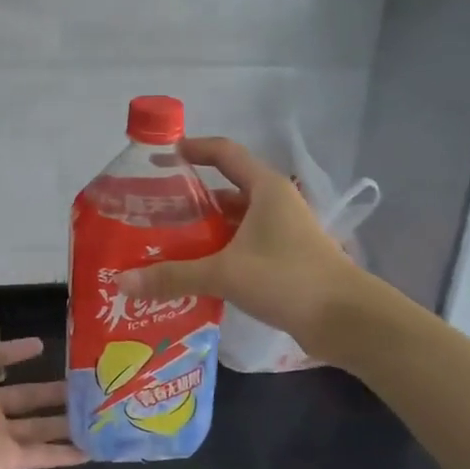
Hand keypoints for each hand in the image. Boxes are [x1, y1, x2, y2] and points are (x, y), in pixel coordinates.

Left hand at [0, 297, 84, 468]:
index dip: (15, 351)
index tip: (41, 345)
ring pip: (37, 425)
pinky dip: (64, 454)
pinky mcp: (7, 460)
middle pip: (23, 395)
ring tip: (96, 411)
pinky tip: (91, 449)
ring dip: (64, 419)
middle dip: (50, 389)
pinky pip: (41, 455)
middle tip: (83, 381)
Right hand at [117, 136, 361, 356]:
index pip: (224, 153)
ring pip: (236, 221)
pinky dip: (221, 252)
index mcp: (265, 189)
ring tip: (167, 243)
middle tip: (154, 211)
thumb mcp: (225, 273)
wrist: (346, 319)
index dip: (193, 149)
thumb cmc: (287, 279)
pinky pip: (245, 245)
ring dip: (206, 230)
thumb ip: (174, 276)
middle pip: (227, 189)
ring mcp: (284, 232)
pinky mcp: (287, 258)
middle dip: (191, 199)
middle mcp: (275, 203)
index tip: (161, 157)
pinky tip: (197, 271)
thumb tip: (123, 282)